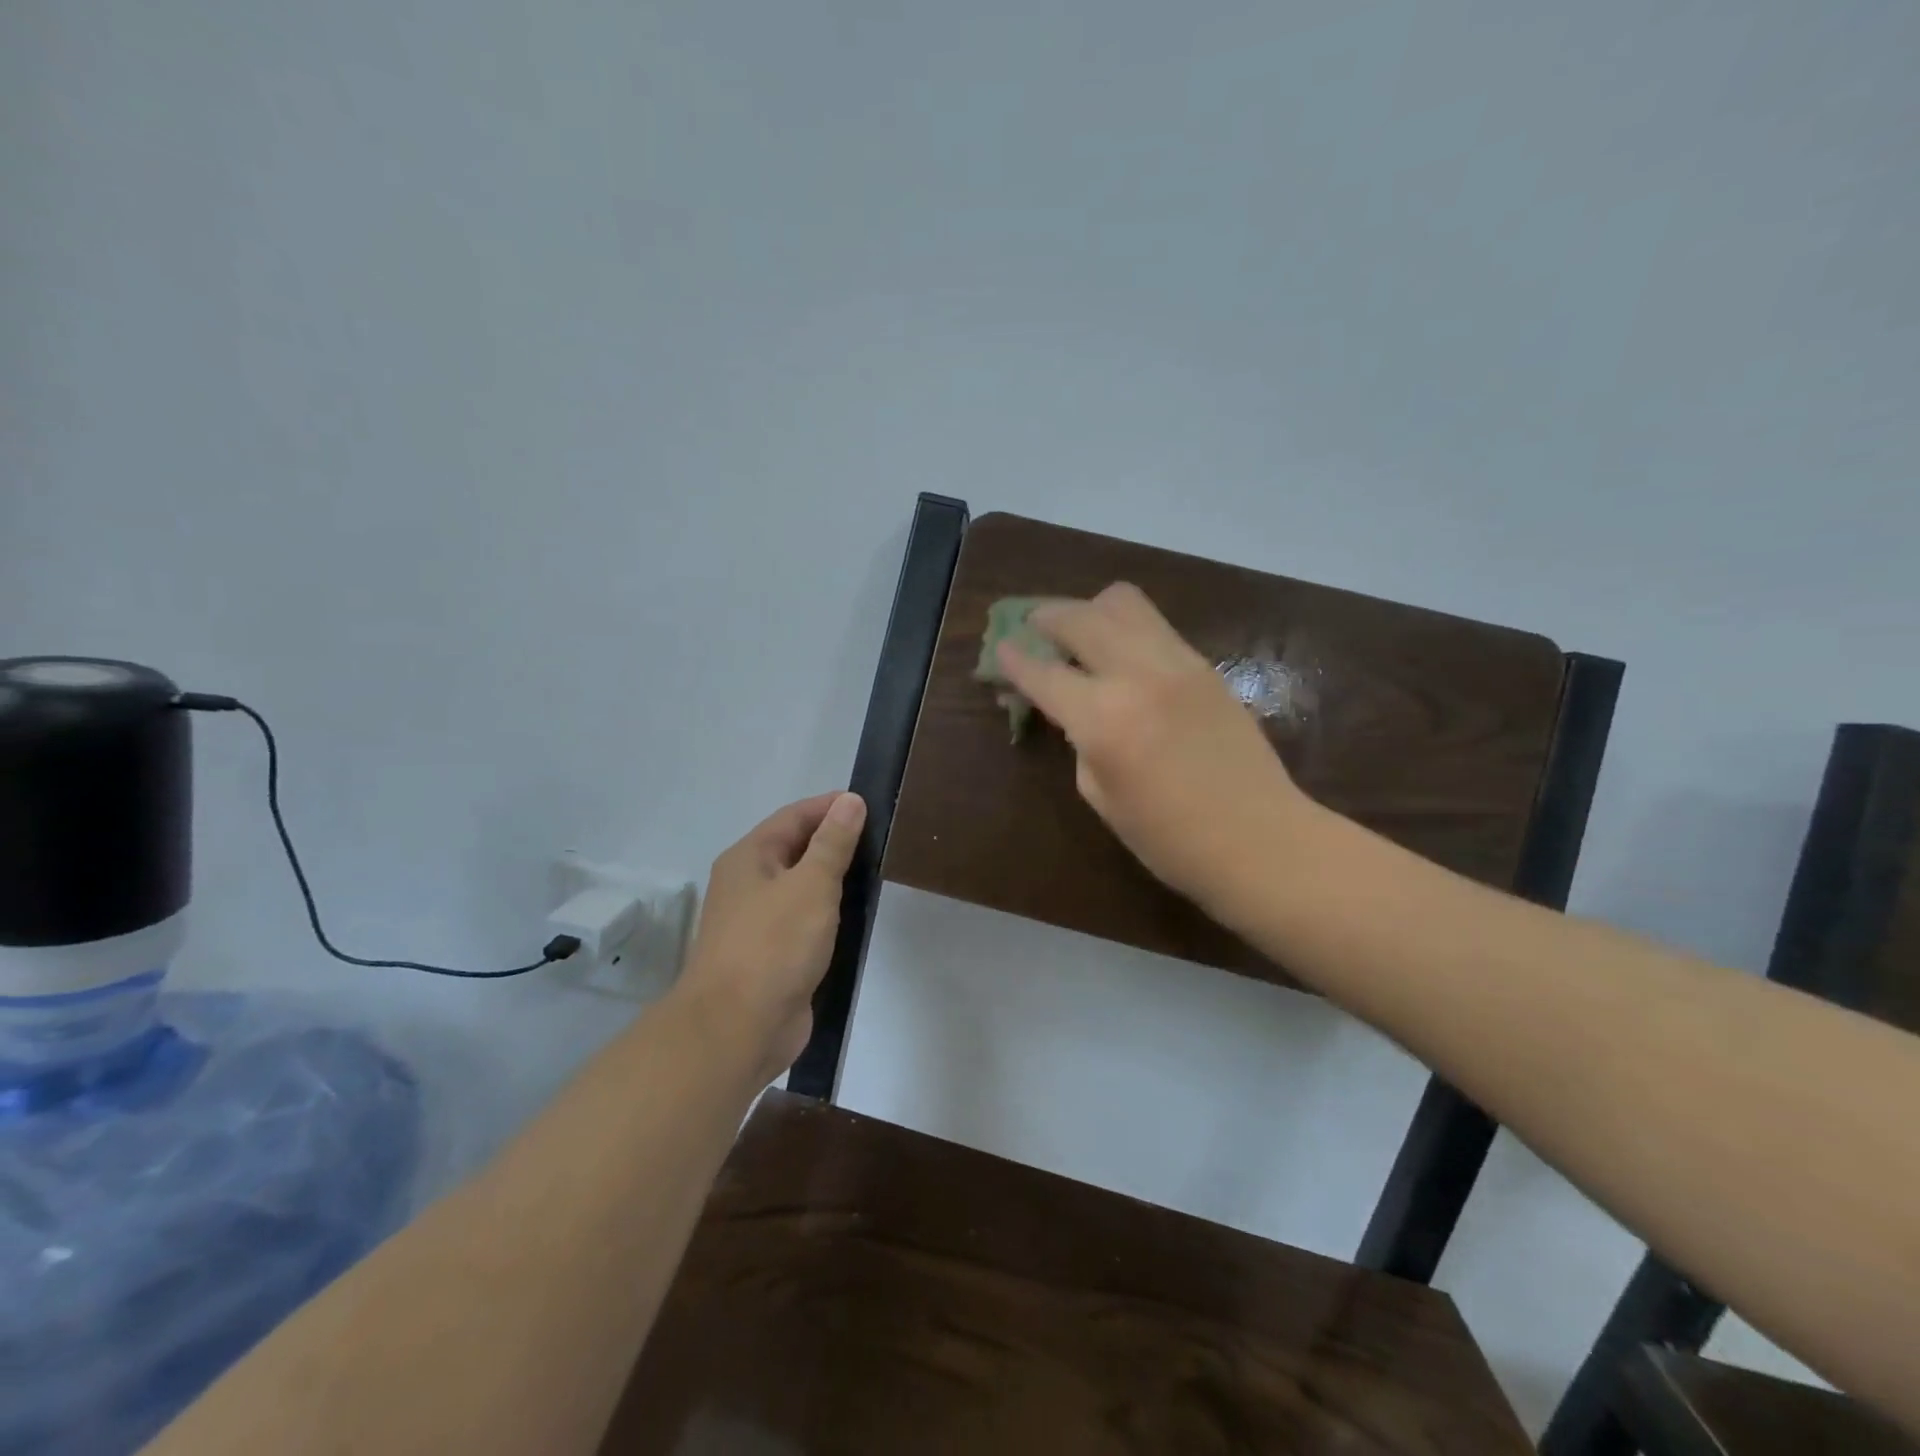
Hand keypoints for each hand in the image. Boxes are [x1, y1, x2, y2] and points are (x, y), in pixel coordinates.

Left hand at [674, 791, 865, 1085]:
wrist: (737, 1028)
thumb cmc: (773, 945)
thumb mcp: (811, 884)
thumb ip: (833, 842)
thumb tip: (850, 801)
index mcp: (749, 858)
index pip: (794, 816)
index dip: (830, 806)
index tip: (870, 805)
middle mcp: (748, 884)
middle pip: (795, 848)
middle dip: (834, 840)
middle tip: (881, 838)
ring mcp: (757, 922)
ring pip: (800, 886)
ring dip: (833, 878)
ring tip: (875, 872)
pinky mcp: (771, 955)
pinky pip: (803, 920)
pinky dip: (828, 912)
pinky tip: (854, 916)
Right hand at [997, 584, 1309, 918]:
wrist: (1261, 841)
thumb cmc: (1170, 839)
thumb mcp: (1101, 795)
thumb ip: (1078, 741)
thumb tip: (1069, 710)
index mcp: (1104, 718)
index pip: (1044, 673)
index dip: (1013, 660)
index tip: (998, 649)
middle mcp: (1139, 675)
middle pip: (1081, 617)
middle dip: (1047, 617)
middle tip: (1033, 628)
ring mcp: (1179, 663)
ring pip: (1124, 602)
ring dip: (1090, 610)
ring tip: (1079, 632)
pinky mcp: (1205, 665)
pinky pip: (1155, 625)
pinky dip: (1126, 627)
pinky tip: (1121, 654)